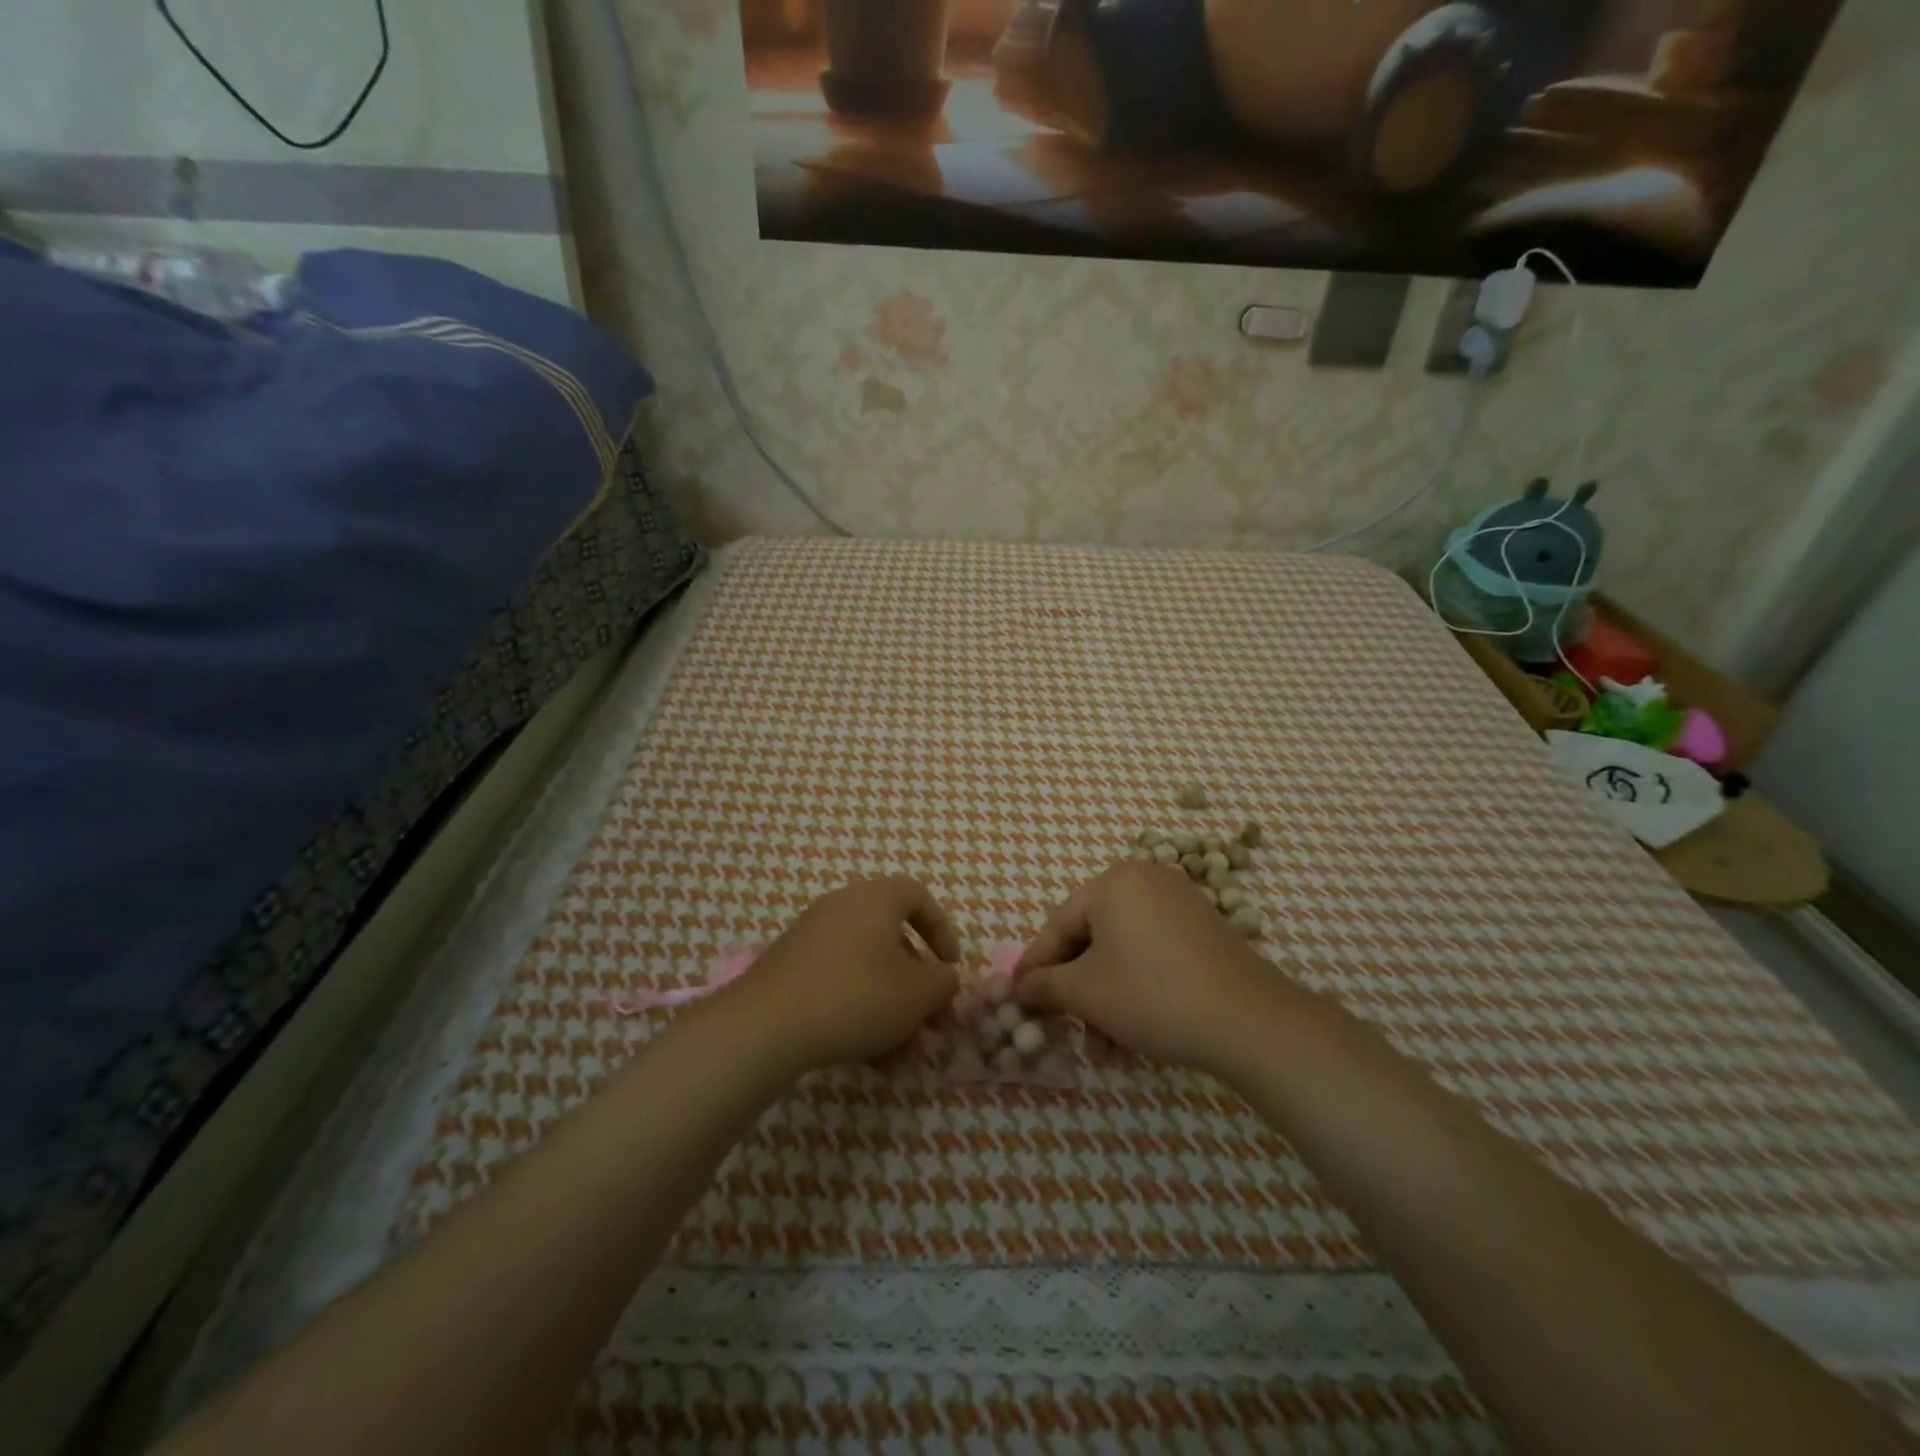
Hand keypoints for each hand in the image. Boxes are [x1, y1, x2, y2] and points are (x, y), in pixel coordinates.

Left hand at [727, 876, 960, 1072]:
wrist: (768, 1025)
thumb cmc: (857, 995)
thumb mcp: (918, 993)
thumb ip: (943, 982)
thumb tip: (943, 977)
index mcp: (875, 898)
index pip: (918, 897)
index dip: (942, 931)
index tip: (950, 968)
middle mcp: (842, 906)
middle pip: (891, 938)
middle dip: (914, 982)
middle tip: (926, 1018)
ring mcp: (811, 935)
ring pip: (865, 967)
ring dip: (888, 1004)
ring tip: (898, 1051)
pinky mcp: (789, 966)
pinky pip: (837, 981)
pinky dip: (857, 1009)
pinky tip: (865, 1054)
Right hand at [1013, 861, 1274, 1074]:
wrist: (1250, 1021)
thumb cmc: (1153, 995)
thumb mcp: (1087, 993)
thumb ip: (1044, 986)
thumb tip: (1019, 988)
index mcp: (1114, 882)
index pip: (1059, 925)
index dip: (1035, 966)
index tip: (1017, 998)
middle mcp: (1146, 883)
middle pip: (1092, 942)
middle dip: (1079, 997)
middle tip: (1066, 1034)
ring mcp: (1179, 906)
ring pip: (1123, 957)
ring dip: (1107, 1006)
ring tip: (1107, 1057)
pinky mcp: (1203, 934)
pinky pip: (1153, 959)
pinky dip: (1137, 995)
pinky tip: (1134, 1044)